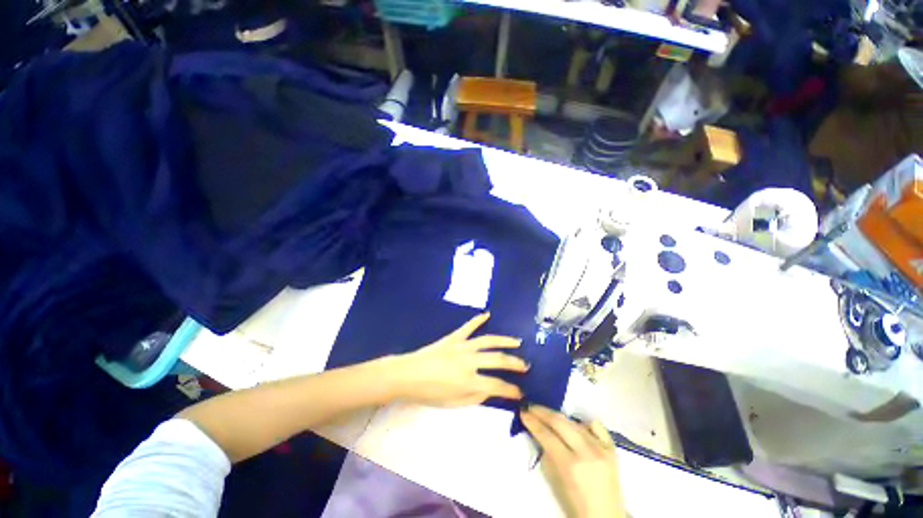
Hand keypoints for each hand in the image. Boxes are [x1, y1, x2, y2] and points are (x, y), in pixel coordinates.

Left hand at [388, 313, 527, 406]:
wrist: (407, 375)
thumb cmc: (428, 393)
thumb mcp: (452, 404)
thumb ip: (474, 398)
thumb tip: (489, 391)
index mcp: (469, 381)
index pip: (497, 386)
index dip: (511, 390)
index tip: (521, 392)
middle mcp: (469, 361)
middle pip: (498, 360)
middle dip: (515, 363)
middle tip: (526, 365)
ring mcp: (462, 346)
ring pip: (488, 340)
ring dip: (504, 341)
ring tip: (517, 342)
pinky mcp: (453, 337)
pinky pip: (468, 326)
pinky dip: (478, 319)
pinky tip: (487, 314)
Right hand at [522, 406, 625, 517]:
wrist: (606, 516)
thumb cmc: (575, 502)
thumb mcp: (554, 480)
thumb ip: (547, 453)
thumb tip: (539, 432)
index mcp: (570, 465)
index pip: (546, 435)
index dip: (532, 421)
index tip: (523, 412)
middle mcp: (586, 452)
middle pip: (559, 422)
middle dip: (542, 412)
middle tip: (531, 407)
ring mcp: (601, 448)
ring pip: (574, 422)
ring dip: (558, 417)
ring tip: (547, 416)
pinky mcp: (612, 448)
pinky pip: (595, 426)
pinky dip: (582, 423)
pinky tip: (575, 426)